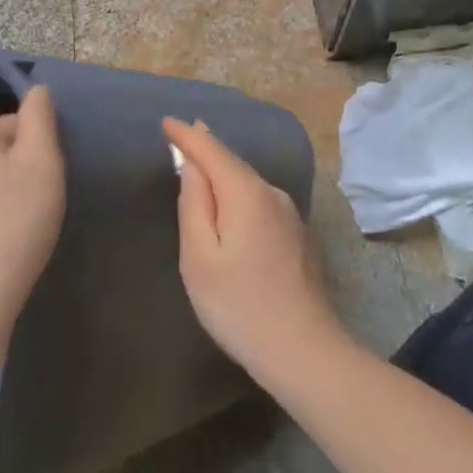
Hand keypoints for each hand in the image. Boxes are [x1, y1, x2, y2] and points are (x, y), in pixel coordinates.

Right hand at [165, 117, 348, 382]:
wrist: (305, 351)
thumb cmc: (239, 306)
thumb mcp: (200, 257)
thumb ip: (194, 204)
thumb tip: (192, 166)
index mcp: (246, 192)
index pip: (211, 150)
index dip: (187, 136)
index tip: (167, 121)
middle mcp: (271, 193)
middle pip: (233, 162)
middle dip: (206, 147)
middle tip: (183, 133)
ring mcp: (289, 214)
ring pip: (248, 181)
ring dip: (223, 169)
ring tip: (201, 159)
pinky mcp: (296, 236)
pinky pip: (259, 199)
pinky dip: (238, 189)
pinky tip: (229, 199)